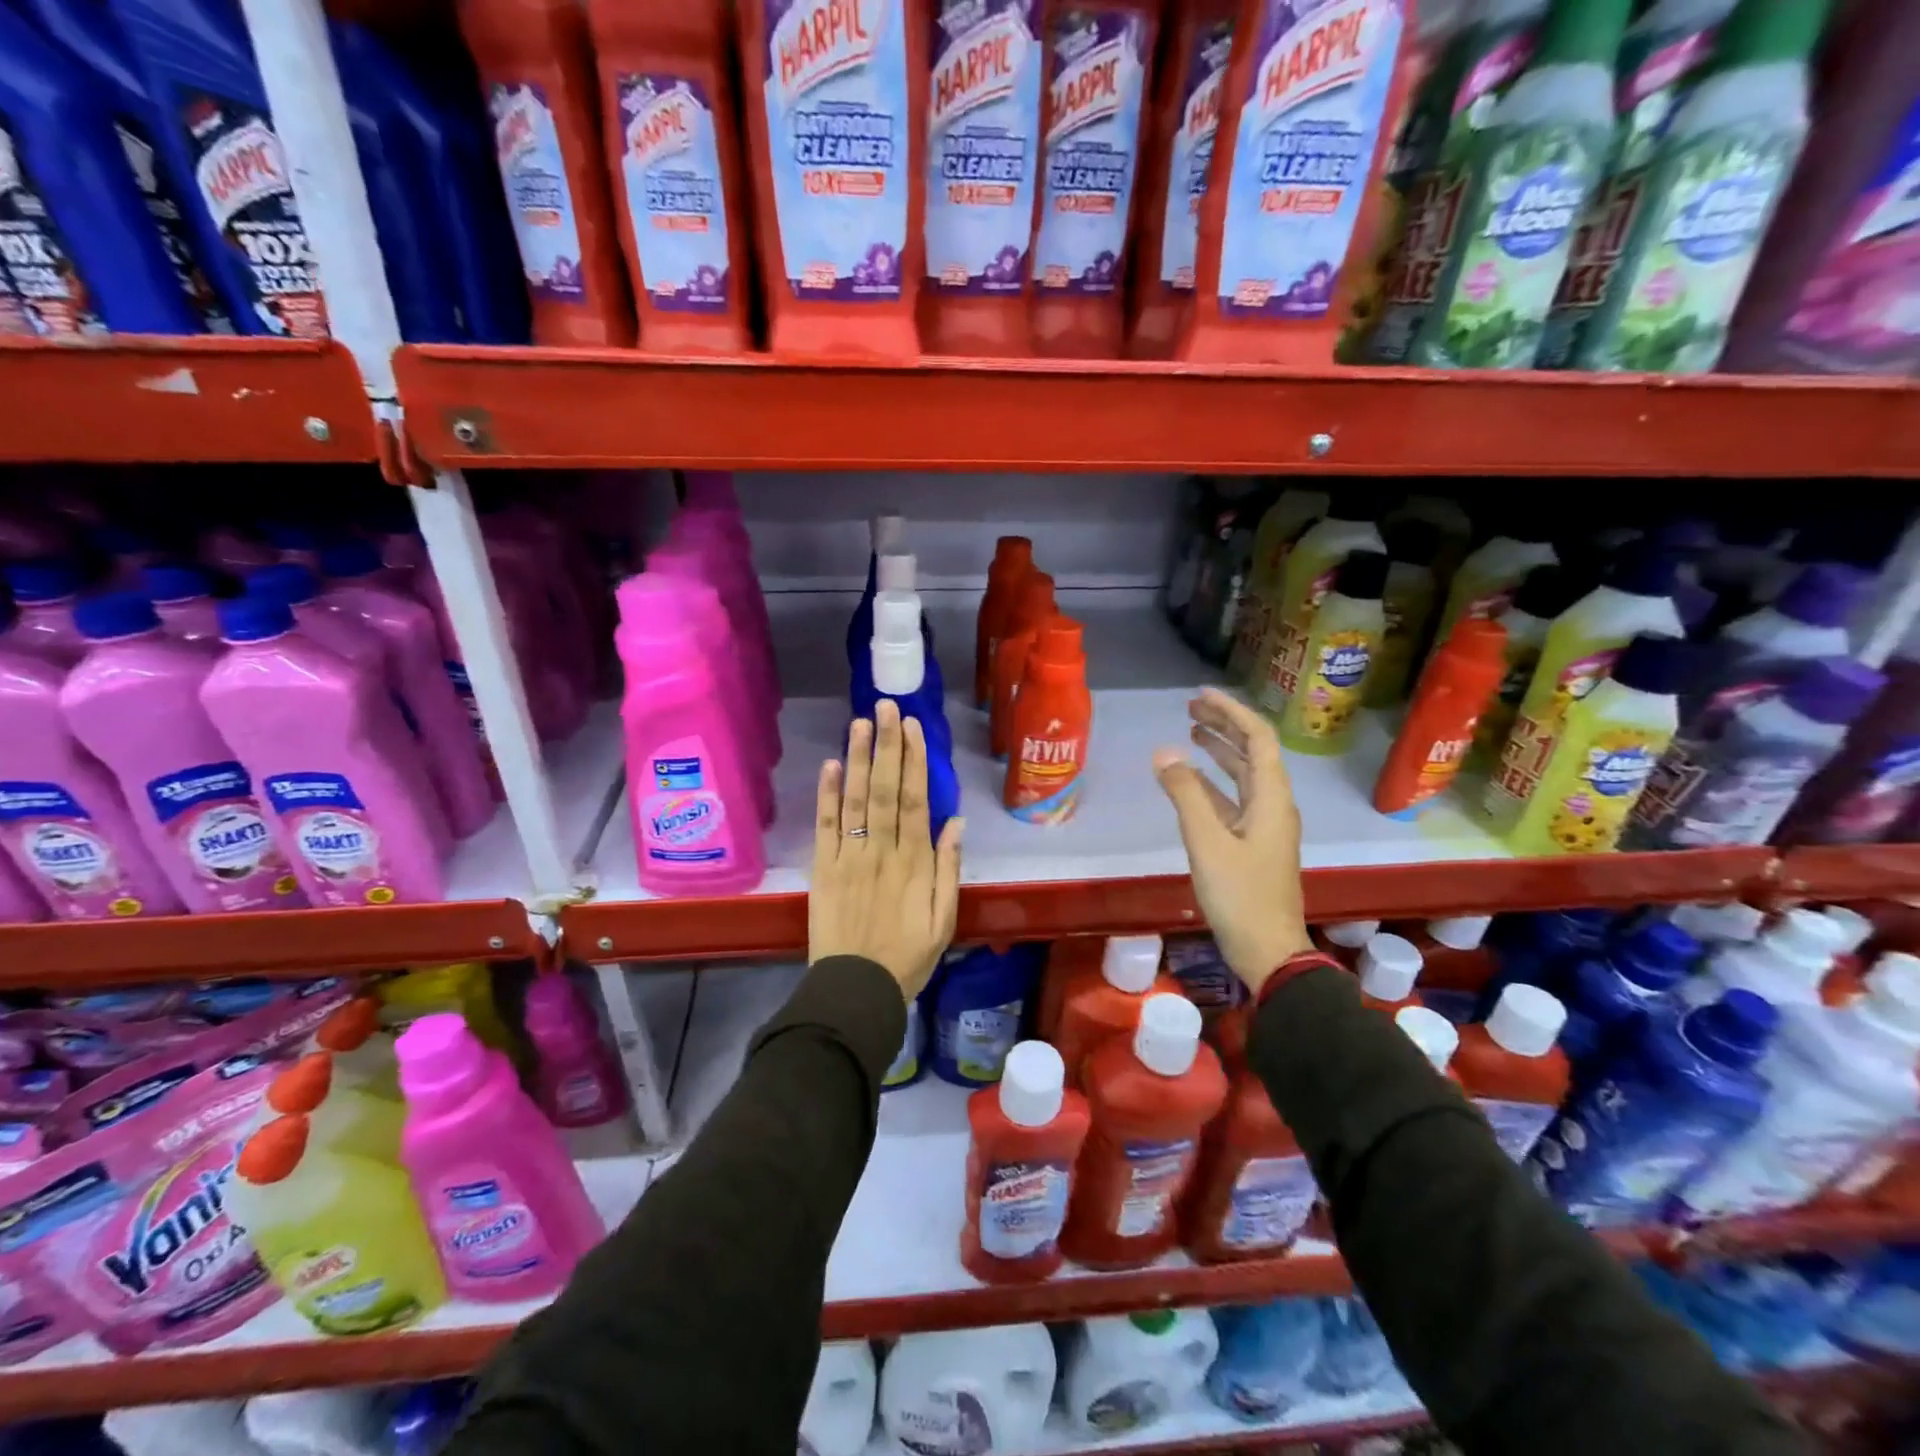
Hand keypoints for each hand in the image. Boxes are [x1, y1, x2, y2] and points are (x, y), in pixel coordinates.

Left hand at [811, 699, 963, 1001]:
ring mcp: (850, 857)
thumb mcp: (945, 919)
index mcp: (915, 861)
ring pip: (855, 800)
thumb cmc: (908, 956)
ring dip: (857, 759)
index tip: (913, 728)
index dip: (914, 761)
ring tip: (860, 723)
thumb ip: (949, 869)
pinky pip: (825, 826)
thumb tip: (954, 822)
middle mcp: (882, 850)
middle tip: (886, 708)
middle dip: (886, 746)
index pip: (915, 800)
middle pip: (885, 789)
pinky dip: (827, 795)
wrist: (857, 989)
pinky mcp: (823, 869)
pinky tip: (831, 765)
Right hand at [1154, 687, 1312, 995]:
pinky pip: (1233, 800)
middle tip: (1190, 708)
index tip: (1201, 694)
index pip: (1257, 739)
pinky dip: (1212, 784)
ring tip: (1190, 732)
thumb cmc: (1240, 895)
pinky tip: (1190, 781)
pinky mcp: (1252, 844)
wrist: (1268, 951)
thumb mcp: (1207, 842)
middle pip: (1252, 753)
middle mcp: (1273, 804)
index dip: (1231, 712)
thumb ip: (1185, 794)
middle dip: (1224, 726)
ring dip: (1219, 751)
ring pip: (1242, 776)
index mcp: (1271, 798)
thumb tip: (1164, 753)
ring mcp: (1264, 826)